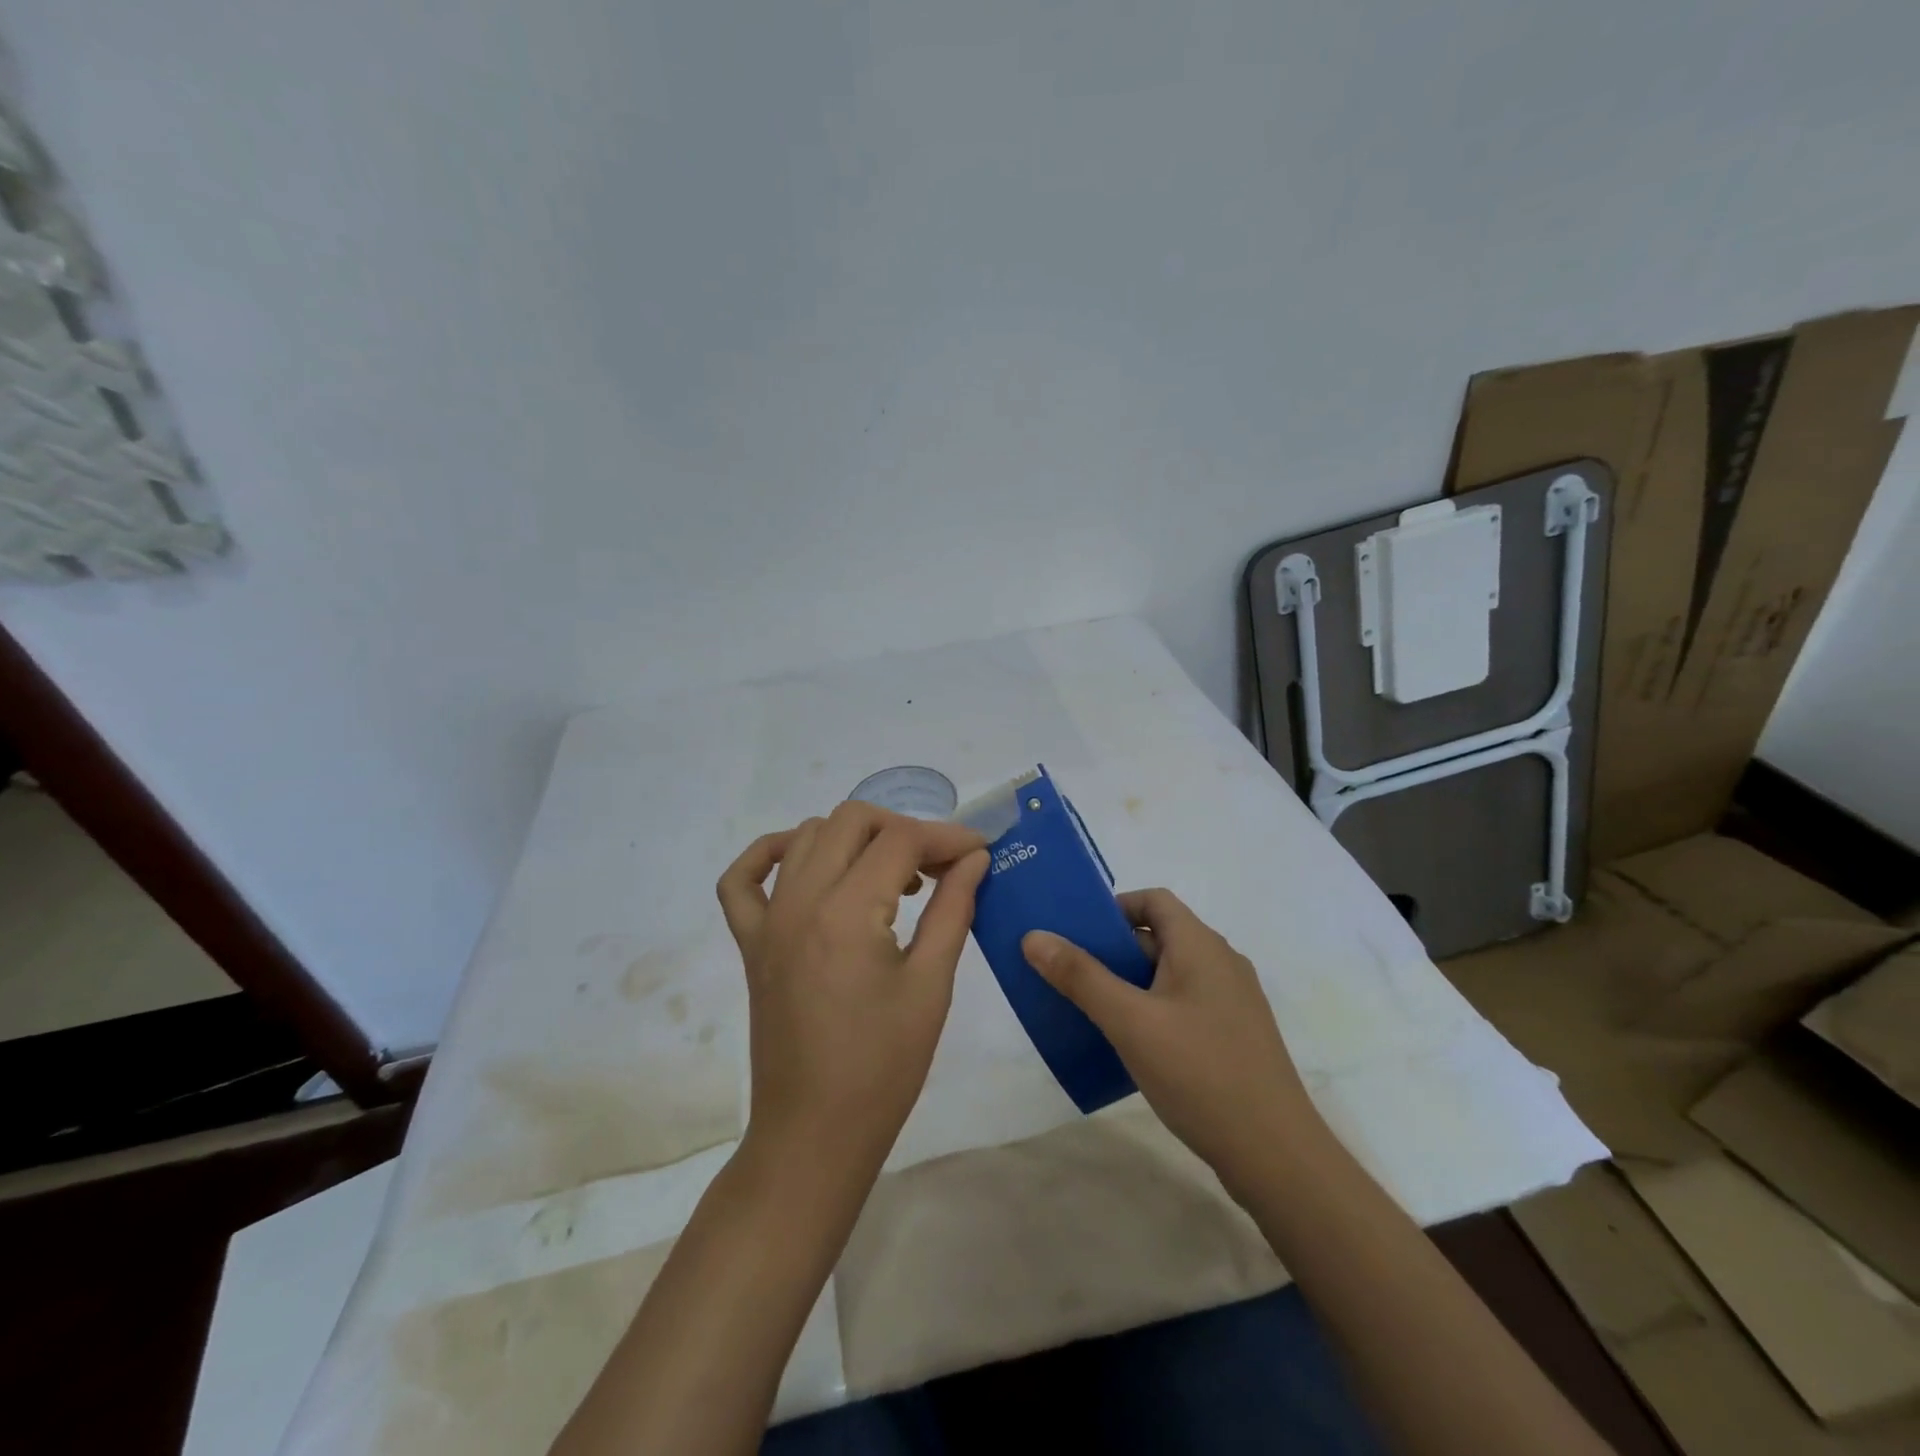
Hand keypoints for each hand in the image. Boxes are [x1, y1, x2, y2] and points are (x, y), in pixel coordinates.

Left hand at [717, 803, 989, 1180]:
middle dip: (902, 829)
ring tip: (891, 877)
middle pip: (851, 820)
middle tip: (938, 867)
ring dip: (854, 839)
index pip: (901, 841)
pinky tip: (806, 865)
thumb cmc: (883, 1067)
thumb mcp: (931, 985)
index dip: (947, 838)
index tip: (980, 852)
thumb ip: (953, 909)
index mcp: (846, 912)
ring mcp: (767, 920)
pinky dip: (772, 854)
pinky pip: (743, 879)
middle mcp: (799, 901)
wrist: (814, 1134)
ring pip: (805, 836)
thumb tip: (975, 860)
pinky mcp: (750, 943)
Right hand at [1022, 889, 1327, 1195]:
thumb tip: (1034, 936)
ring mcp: (1231, 1001)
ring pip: (1169, 974)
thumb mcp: (1130, 1021)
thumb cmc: (1200, 1073)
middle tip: (1071, 973)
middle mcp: (1221, 963)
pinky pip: (1183, 1004)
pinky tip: (1129, 1044)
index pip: (1153, 901)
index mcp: (1201, 946)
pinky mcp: (1234, 1036)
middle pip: (1159, 937)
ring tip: (1090, 1008)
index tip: (1077, 933)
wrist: (1276, 1155)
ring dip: (1129, 983)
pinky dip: (1152, 1009)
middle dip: (1112, 950)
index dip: (1113, 908)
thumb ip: (1080, 977)